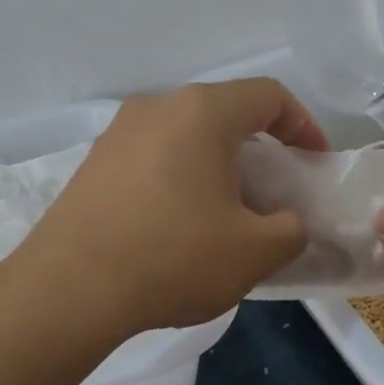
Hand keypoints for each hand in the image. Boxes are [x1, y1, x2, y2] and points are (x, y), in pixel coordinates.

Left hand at [22, 79, 329, 335]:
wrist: (70, 289)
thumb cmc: (173, 258)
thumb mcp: (255, 252)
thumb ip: (292, 230)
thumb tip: (289, 223)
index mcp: (202, 112)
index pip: (269, 96)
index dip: (303, 125)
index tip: (314, 163)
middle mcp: (157, 108)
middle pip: (224, 114)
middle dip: (260, 151)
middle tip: (274, 195)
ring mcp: (118, 134)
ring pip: (185, 137)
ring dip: (217, 167)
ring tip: (226, 215)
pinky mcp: (93, 165)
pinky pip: (153, 159)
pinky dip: (180, 180)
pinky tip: (178, 227)